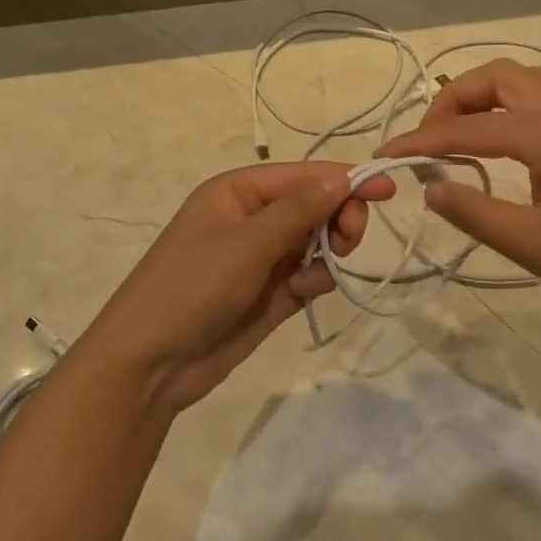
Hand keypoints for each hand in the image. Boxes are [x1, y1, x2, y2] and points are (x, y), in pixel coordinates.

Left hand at [82, 163, 394, 415]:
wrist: (151, 365)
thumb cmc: (192, 288)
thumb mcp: (246, 243)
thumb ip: (298, 210)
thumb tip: (342, 175)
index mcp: (238, 191)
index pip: (303, 175)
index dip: (346, 180)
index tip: (389, 191)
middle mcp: (252, 218)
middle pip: (314, 205)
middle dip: (338, 218)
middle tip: (349, 242)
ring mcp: (260, 257)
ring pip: (315, 240)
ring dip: (327, 251)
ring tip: (316, 274)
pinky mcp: (269, 292)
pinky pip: (308, 273)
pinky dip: (315, 278)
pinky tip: (304, 291)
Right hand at [383, 60, 540, 333]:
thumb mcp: (531, 242)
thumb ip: (473, 211)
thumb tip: (430, 188)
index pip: (465, 129)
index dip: (419, 143)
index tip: (383, 157)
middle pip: (495, 77)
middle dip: (452, 100)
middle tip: (431, 142)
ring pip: (520, 83)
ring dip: (481, 99)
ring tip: (459, 139)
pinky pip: (539, 100)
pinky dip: (506, 109)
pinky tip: (501, 149)